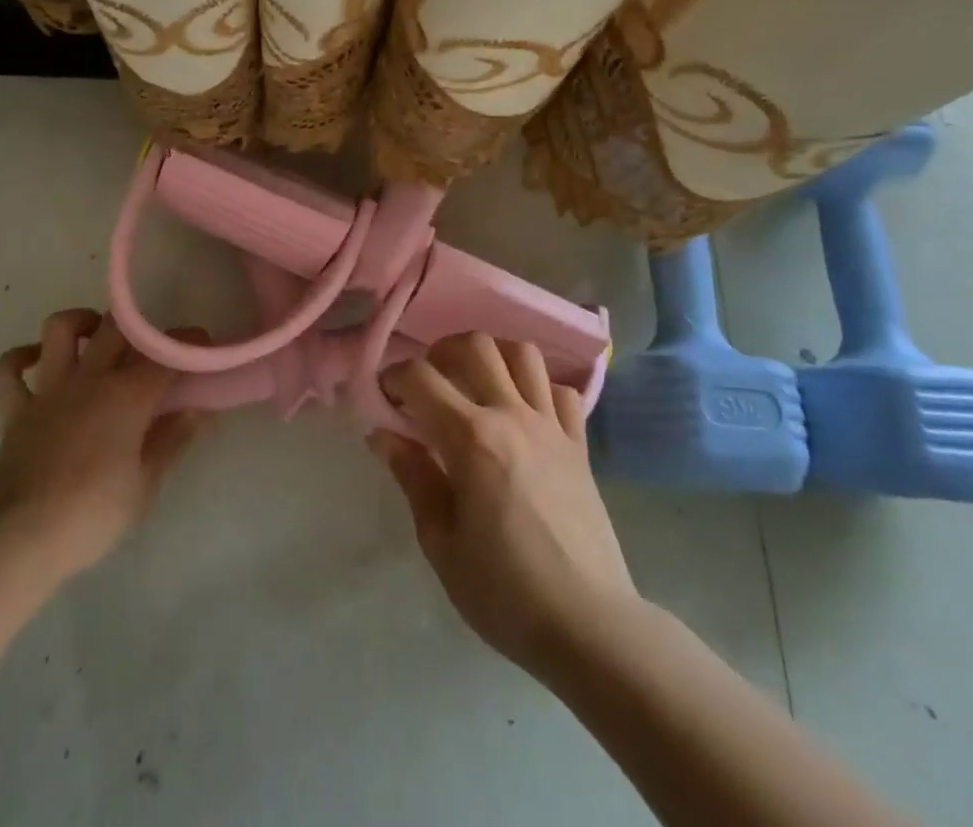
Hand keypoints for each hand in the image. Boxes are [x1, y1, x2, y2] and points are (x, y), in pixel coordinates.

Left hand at [0, 308, 203, 581]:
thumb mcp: (146, 485)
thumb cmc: (92, 515)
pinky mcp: (15, 410)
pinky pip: (9, 370)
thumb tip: (199, 409)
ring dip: (80, 322)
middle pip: (116, 327)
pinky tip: (37, 360)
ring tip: (95, 335)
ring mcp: (49, 390)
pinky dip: (21, 358)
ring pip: (59, 329)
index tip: (202, 347)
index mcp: (127, 395)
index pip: (167, 353)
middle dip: (139, 326)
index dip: (189, 344)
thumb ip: (172, 440)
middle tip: (151, 346)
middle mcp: (89, 379)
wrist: (19, 540)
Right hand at [372, 332, 638, 676]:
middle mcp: (512, 416)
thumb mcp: (441, 542)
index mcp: (471, 438)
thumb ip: (412, 477)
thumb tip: (382, 434)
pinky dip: (540, 388)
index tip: (384, 398)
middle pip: (475, 346)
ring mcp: (552, 427)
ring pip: (523, 354)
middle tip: (428, 382)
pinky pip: (562, 391)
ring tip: (475, 382)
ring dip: (493, 356)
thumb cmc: (505, 592)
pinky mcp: (580, 445)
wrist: (590, 626)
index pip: (420, 378)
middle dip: (441, 352)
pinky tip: (524, 412)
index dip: (393, 378)